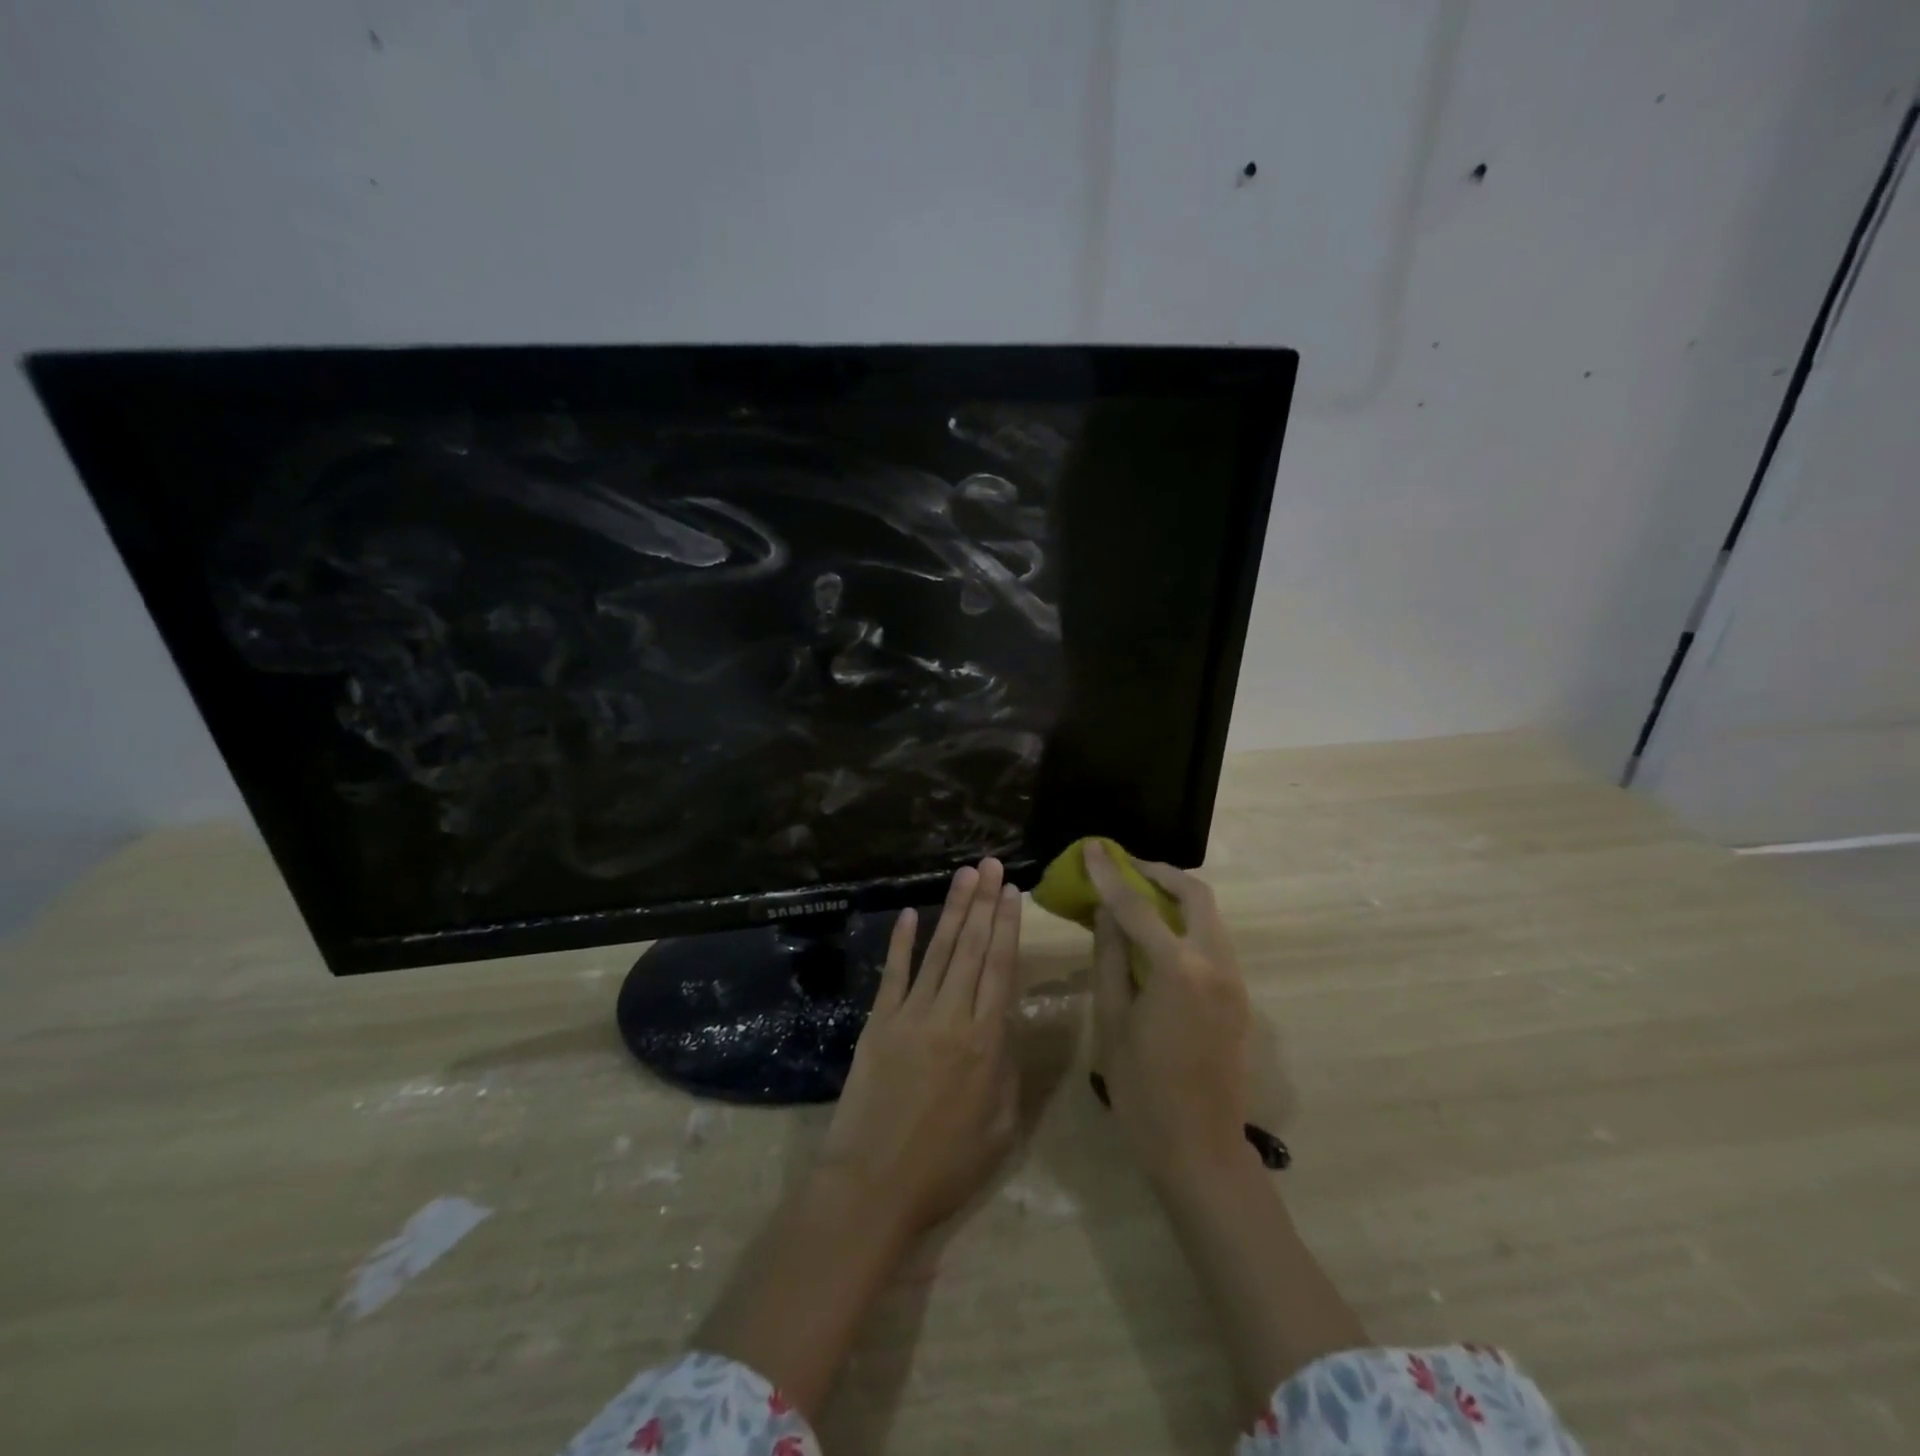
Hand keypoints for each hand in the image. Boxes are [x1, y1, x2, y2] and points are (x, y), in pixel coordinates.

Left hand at [819, 858, 1022, 1239]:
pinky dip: (902, 943)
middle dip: (984, 903)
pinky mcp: (879, 1022)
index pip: (1001, 968)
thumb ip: (1009, 1068)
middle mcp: (952, 1016)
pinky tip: (909, 915)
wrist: (874, 1185)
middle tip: (991, 864)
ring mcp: (912, 1015)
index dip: (1008, 927)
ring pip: (938, 952)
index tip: (1012, 892)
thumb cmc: (946, 1166)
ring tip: (965, 876)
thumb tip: (1010, 1024)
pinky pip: (894, 974)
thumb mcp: (1000, 1126)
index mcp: (987, 1041)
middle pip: (972, 949)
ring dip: (953, 911)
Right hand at [1085, 843, 1254, 1184]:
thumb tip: (1103, 913)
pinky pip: (1213, 940)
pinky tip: (1159, 935)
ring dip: (1175, 897)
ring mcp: (1234, 980)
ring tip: (1138, 895)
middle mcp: (1215, 964)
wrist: (1201, 1150)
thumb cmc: (1143, 1090)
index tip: (1093, 847)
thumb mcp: (1113, 1021)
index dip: (1110, 874)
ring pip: (1210, 916)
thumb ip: (1109, 959)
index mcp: (1178, 970)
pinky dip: (1187, 923)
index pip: (1137, 907)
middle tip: (1125, 867)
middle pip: (1195, 895)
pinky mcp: (1239, 996)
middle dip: (1159, 873)